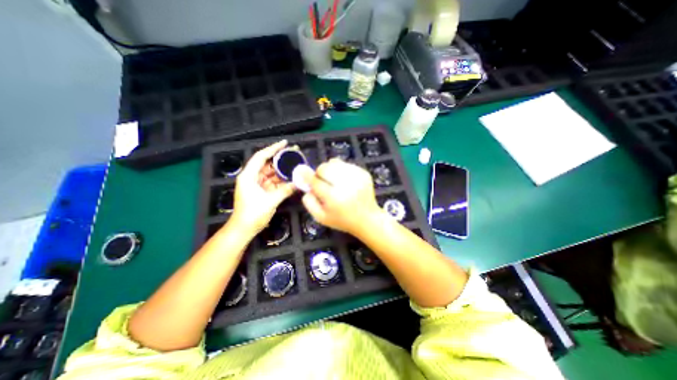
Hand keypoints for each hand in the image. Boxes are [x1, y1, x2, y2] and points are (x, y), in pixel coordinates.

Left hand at [230, 139, 296, 233]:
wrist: (244, 229)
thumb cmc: (253, 214)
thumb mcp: (270, 201)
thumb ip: (285, 191)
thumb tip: (299, 183)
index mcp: (249, 176)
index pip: (261, 157)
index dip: (273, 148)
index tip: (284, 143)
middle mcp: (252, 177)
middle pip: (267, 164)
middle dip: (280, 160)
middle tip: (294, 154)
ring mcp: (257, 184)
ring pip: (272, 173)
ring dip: (283, 171)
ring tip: (295, 166)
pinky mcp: (261, 190)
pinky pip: (273, 182)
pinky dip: (282, 181)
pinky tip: (291, 178)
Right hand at [303, 157, 385, 234]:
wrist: (367, 219)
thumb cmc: (342, 220)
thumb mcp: (321, 218)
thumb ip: (309, 202)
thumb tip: (305, 185)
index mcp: (334, 198)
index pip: (316, 182)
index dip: (307, 176)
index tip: (301, 172)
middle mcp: (346, 185)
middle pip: (325, 168)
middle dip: (319, 173)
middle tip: (322, 181)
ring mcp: (357, 177)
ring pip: (334, 163)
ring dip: (330, 170)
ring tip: (334, 181)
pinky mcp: (363, 173)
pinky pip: (345, 164)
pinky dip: (341, 170)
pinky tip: (344, 181)